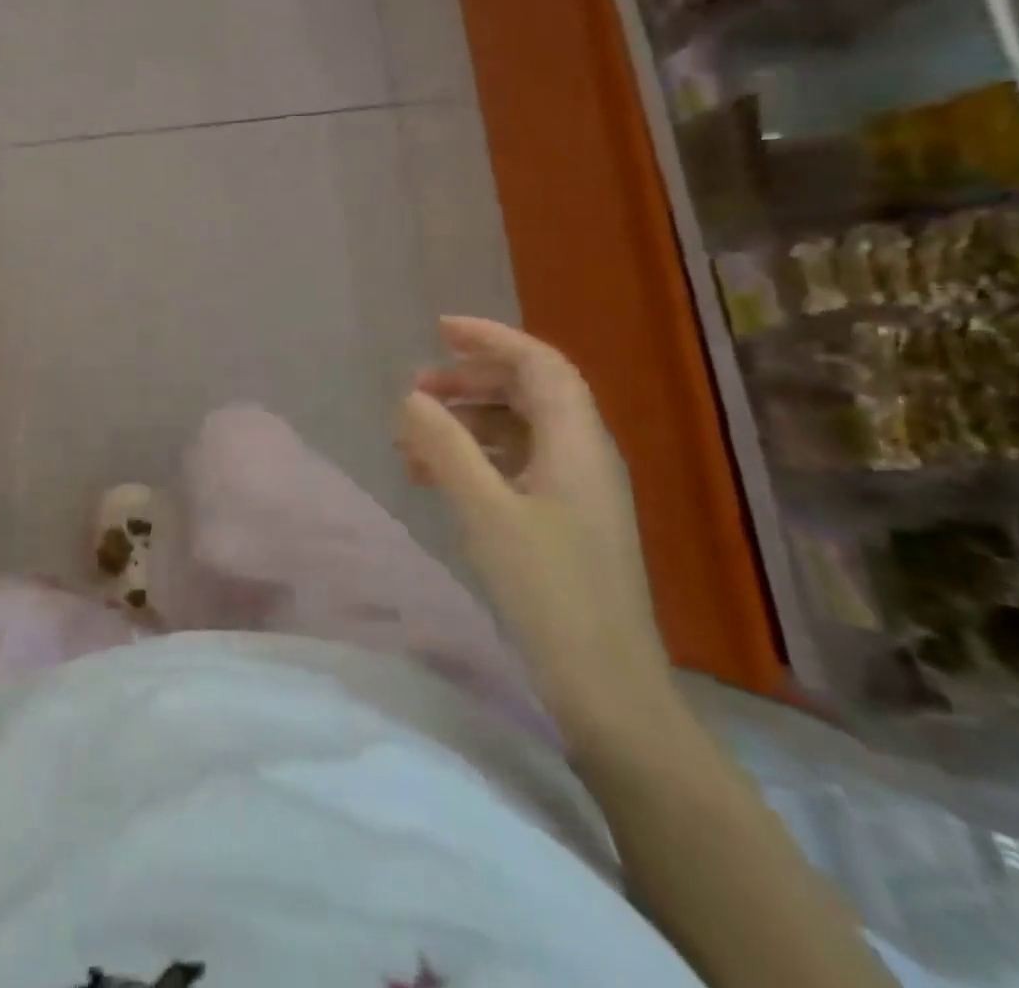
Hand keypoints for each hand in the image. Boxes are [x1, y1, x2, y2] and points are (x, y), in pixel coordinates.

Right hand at [396, 317, 675, 743]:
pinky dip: (476, 458)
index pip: (540, 364)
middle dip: (471, 380)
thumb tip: (411, 397)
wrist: (607, 688)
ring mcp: (578, 491)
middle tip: (416, 389)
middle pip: (530, 392)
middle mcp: (585, 456)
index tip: (438, 330)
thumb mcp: (484, 512)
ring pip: (520, 430)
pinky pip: (517, 465)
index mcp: (577, 443)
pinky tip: (437, 477)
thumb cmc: (548, 591)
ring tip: (413, 439)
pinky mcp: (566, 522)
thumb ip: (445, 447)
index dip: (492, 339)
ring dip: (467, 422)